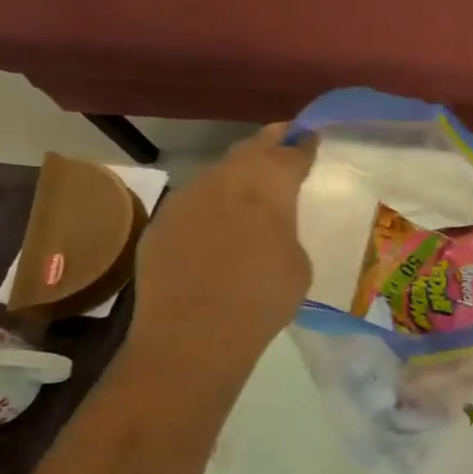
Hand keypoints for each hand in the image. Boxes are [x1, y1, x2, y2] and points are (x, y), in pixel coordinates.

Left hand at [128, 124, 318, 380]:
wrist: (193, 335)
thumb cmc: (263, 296)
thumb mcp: (298, 261)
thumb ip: (285, 230)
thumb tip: (268, 229)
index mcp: (270, 183)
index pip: (292, 152)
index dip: (304, 144)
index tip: (311, 138)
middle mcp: (227, 178)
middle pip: (252, 147)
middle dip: (270, 142)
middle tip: (283, 142)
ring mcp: (188, 197)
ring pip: (218, 173)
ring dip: (237, 175)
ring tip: (249, 189)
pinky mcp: (161, 222)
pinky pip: (193, 203)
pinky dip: (209, 206)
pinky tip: (215, 228)